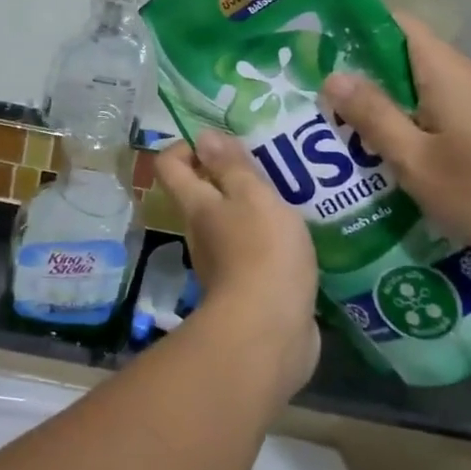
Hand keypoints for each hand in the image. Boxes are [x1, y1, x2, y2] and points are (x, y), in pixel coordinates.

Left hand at [156, 133, 320, 398]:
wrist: (269, 334)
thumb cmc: (260, 253)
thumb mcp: (251, 197)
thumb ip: (230, 166)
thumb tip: (202, 135)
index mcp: (196, 205)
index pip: (170, 165)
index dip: (187, 147)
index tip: (219, 142)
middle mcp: (200, 231)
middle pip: (201, 193)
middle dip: (229, 175)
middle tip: (269, 164)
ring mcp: (221, 263)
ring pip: (230, 223)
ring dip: (253, 208)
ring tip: (292, 195)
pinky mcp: (247, 289)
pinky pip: (253, 252)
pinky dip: (269, 240)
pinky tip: (301, 235)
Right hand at [319, 13, 470, 278]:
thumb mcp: (418, 161)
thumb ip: (374, 116)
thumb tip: (332, 76)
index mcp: (444, 71)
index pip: (396, 23)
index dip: (356, 25)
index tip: (317, 42)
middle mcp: (465, 78)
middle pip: (403, 58)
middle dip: (359, 74)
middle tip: (315, 95)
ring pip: (419, 91)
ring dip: (383, 105)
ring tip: (340, 129)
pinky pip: (438, 115)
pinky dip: (409, 126)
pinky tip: (388, 158)